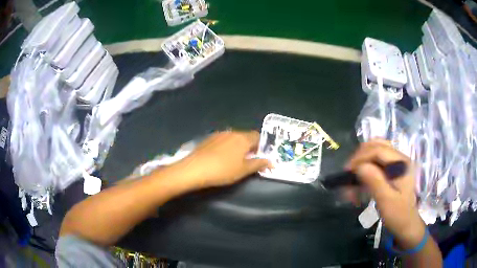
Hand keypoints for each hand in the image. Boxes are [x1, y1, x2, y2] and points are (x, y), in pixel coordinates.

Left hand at [173, 131, 270, 188]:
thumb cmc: (223, 170)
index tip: (257, 157)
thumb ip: (258, 164)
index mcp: (243, 138)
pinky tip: (219, 158)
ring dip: (236, 147)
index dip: (260, 146)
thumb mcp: (243, 170)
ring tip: (232, 161)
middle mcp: (232, 132)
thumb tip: (271, 161)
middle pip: (245, 137)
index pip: (257, 136)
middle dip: (248, 147)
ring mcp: (219, 134)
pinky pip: (222, 140)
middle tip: (246, 161)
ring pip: (233, 138)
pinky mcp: (208, 139)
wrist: (195, 168)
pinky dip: (225, 147)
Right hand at [345, 139, 425, 248]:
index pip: (378, 150)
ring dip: (363, 160)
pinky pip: (377, 160)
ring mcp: (397, 162)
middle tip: (349, 171)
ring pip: (376, 150)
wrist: (407, 223)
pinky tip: (361, 177)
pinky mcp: (393, 169)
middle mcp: (400, 157)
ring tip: (353, 174)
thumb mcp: (386, 201)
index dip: (361, 157)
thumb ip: (375, 181)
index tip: (348, 170)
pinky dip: (367, 166)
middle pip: (377, 145)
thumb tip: (360, 167)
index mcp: (402, 163)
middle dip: (361, 156)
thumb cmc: (398, 214)